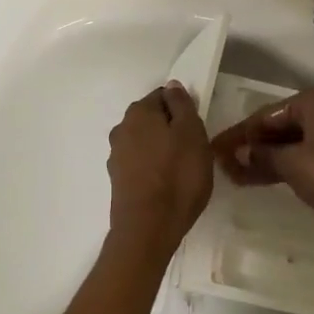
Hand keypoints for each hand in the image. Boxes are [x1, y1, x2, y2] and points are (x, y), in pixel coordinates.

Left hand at [106, 82, 213, 257]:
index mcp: (139, 111)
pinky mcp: (117, 180)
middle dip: (171, 128)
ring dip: (161, 149)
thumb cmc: (177, 175)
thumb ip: (182, 105)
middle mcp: (121, 128)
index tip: (196, 128)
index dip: (182, 109)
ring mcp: (116, 155)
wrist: (148, 228)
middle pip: (152, 119)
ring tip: (181, 170)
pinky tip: (166, 185)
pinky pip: (140, 164)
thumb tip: (172, 86)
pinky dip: (152, 168)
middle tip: (193, 149)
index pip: (163, 96)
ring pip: (145, 142)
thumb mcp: (192, 133)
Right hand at [211, 86, 313, 242]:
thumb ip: (261, 155)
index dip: (238, 134)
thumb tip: (235, 153)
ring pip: (295, 144)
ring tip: (237, 177)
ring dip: (267, 159)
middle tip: (224, 166)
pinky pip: (309, 156)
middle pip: (281, 127)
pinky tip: (267, 179)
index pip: (267, 114)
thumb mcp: (292, 165)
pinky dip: (288, 166)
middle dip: (252, 148)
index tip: (214, 149)